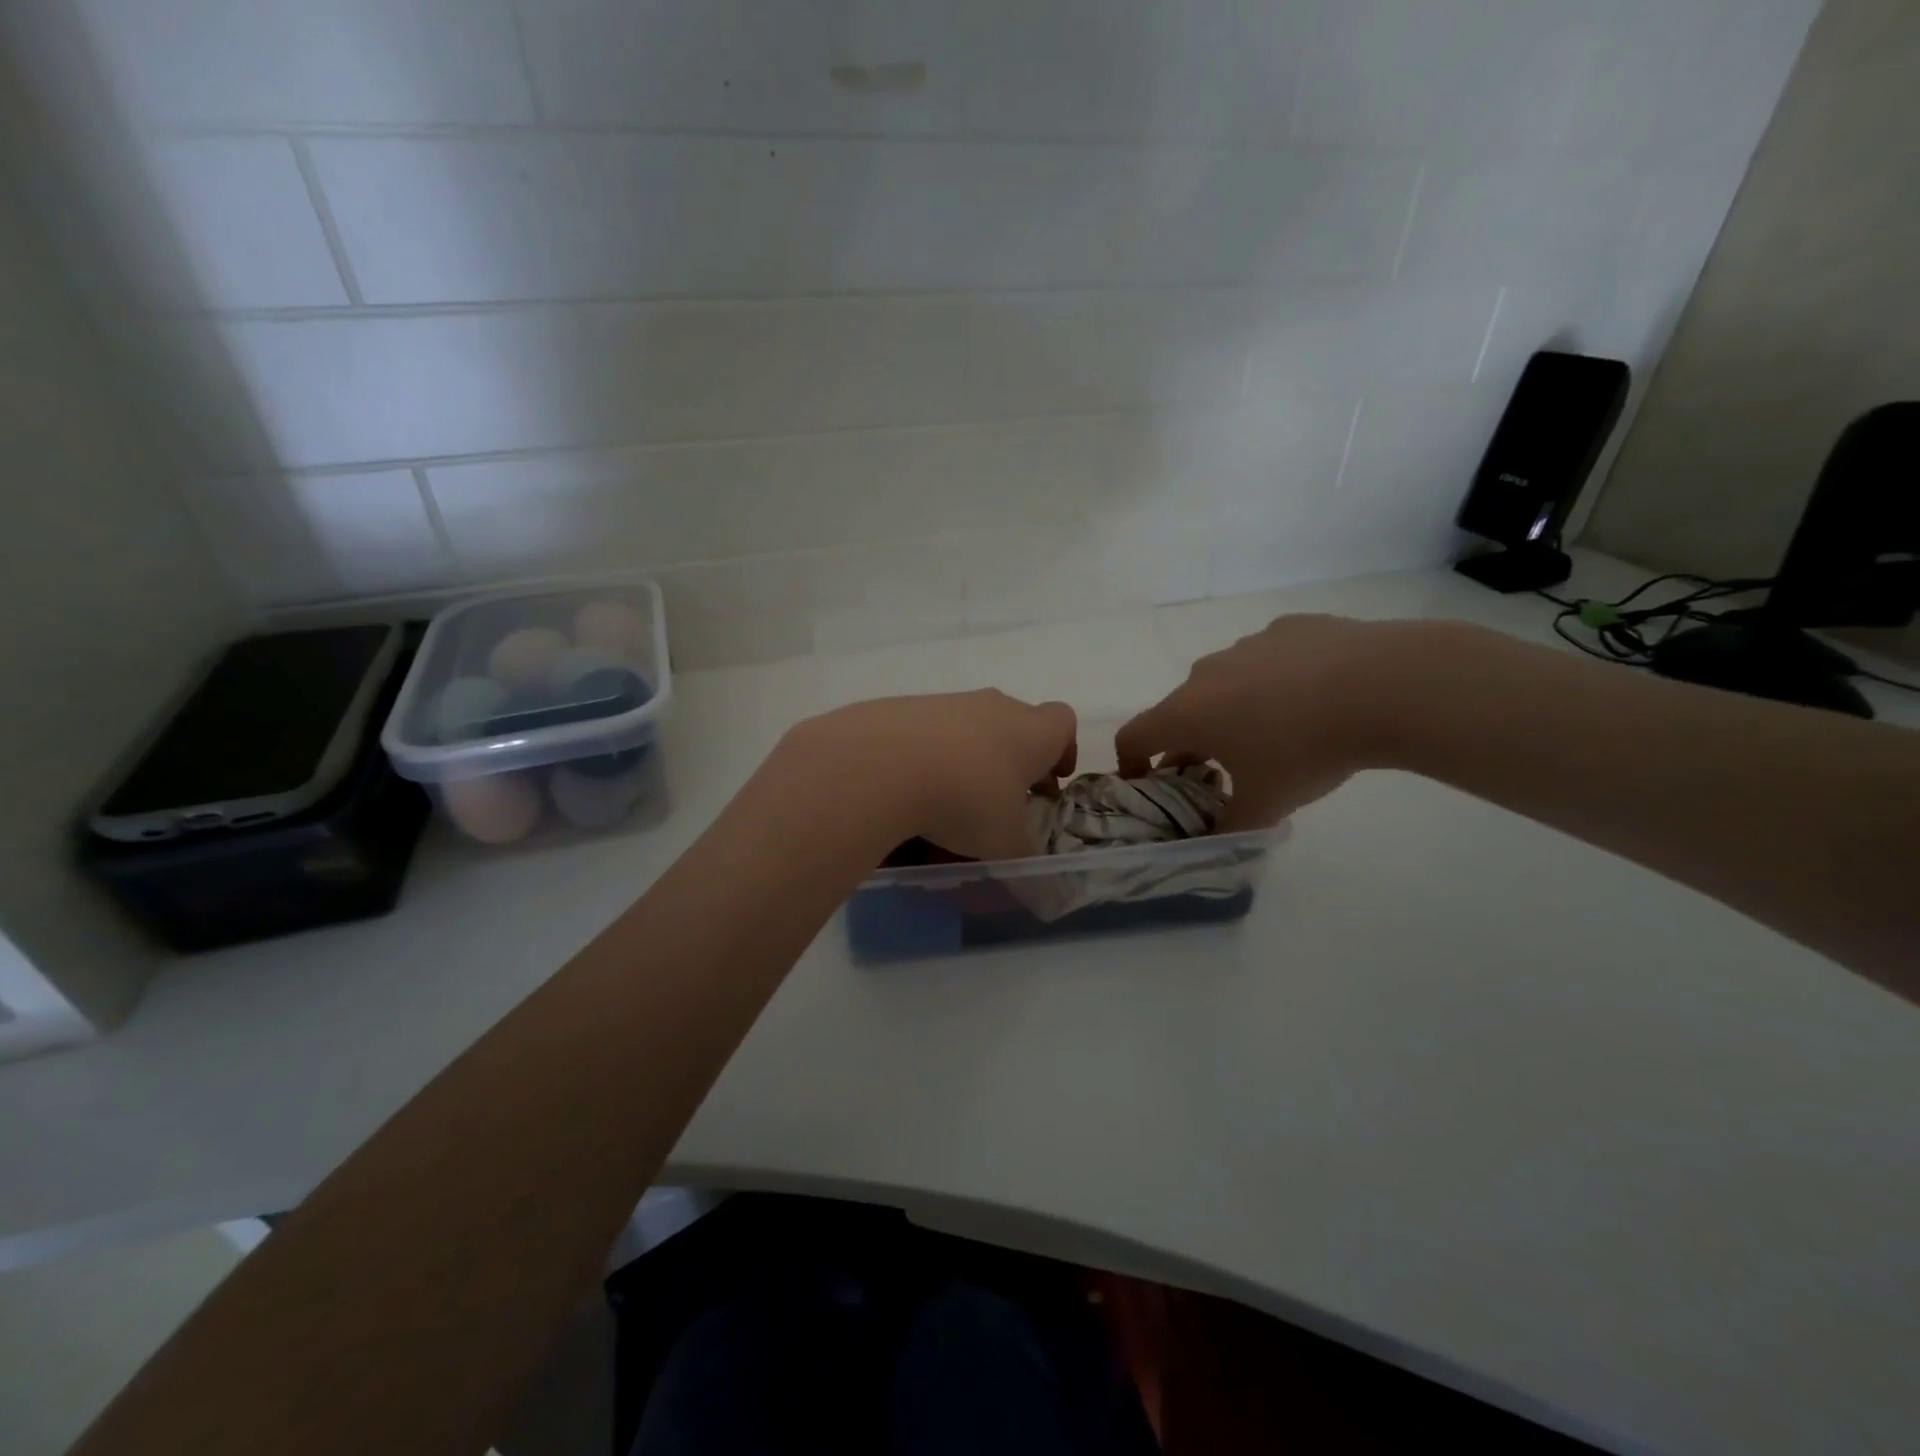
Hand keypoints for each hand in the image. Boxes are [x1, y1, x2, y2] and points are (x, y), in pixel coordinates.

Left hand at [780, 690, 1077, 860]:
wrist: (882, 763)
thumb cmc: (966, 800)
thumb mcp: (1004, 844)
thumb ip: (1024, 859)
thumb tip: (1035, 879)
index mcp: (1032, 731)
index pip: (1063, 723)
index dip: (1062, 750)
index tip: (1049, 782)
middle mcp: (994, 707)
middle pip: (1015, 724)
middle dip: (1013, 761)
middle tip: (1002, 801)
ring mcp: (947, 703)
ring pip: (968, 729)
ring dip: (968, 760)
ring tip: (949, 804)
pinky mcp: (904, 708)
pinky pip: (927, 734)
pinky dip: (927, 760)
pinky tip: (910, 794)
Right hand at [1117, 614, 1408, 829]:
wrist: (1383, 686)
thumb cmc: (1305, 751)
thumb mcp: (1266, 805)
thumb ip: (1230, 827)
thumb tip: (1216, 841)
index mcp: (1186, 713)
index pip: (1133, 736)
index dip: (1131, 763)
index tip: (1148, 782)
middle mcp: (1205, 674)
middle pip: (1182, 709)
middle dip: (1191, 740)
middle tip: (1222, 768)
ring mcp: (1247, 645)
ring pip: (1225, 681)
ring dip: (1234, 708)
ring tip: (1278, 732)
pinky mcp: (1289, 628)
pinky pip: (1268, 659)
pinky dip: (1276, 679)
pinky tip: (1316, 696)